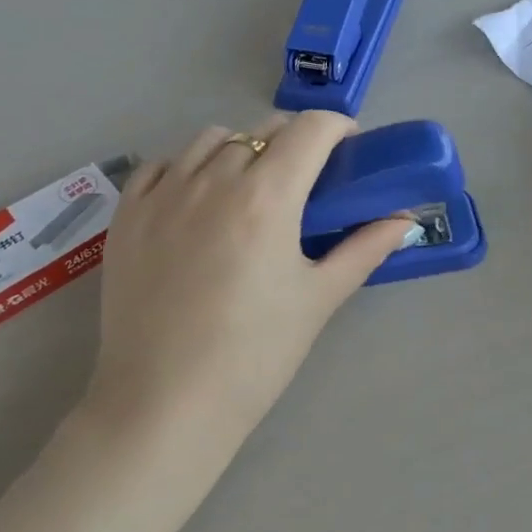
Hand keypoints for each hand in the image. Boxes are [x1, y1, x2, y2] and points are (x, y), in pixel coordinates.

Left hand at [83, 112, 412, 453]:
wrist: (165, 404)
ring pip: (211, 140)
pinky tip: (199, 199)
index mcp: (267, 197)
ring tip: (252, 189)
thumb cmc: (255, 354)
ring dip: (243, 149)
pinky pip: (163, 165)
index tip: (350, 149)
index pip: (310, 130)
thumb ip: (364, 249)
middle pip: (263, 130)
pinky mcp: (127, 215)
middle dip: (296, 140)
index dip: (339, 127)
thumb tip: (404, 220)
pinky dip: (189, 166)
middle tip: (309, 179)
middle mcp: (213, 181)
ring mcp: (163, 195)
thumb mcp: (319, 298)